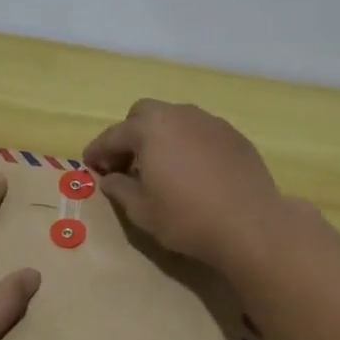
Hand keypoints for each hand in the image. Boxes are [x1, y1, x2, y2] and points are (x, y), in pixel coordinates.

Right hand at [82, 100, 284, 263]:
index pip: (113, 135)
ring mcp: (210, 122)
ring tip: (160, 167)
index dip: (97, 151)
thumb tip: (111, 178)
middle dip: (130, 135)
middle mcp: (179, 115)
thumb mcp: (142, 211)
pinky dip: (188, 144)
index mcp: (150, 128)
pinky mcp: (234, 135)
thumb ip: (120, 189)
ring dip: (161, 137)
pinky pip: (200, 132)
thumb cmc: (187, 218)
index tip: (89, 165)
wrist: (250, 224)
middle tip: (125, 164)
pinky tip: (193, 171)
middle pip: (144, 115)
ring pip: (175, 120)